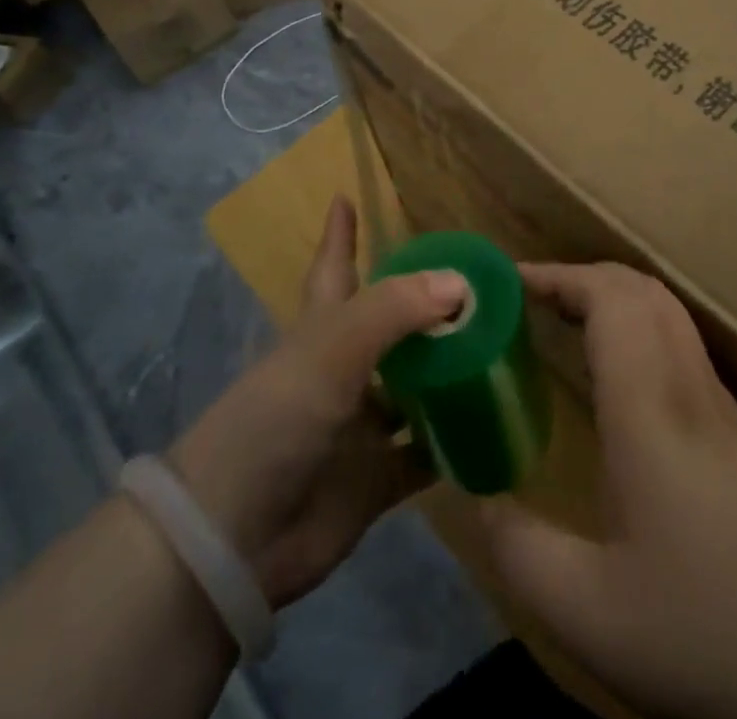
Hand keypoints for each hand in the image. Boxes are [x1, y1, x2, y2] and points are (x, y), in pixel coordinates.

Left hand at [168, 196, 465, 608]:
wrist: (234, 539)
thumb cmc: (276, 421)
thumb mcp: (331, 349)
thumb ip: (395, 310)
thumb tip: (459, 282)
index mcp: (322, 330)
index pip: (335, 267)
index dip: (340, 234)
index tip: (344, 197)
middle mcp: (343, 370)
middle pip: (389, 327)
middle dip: (425, 307)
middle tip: (478, 285)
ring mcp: (359, 426)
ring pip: (413, 388)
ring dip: (449, 372)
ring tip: (501, 348)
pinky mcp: (374, 480)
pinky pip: (424, 454)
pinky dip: (453, 443)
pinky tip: (494, 425)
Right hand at [481, 262, 736, 718]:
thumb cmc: (718, 626)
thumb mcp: (594, 614)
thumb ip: (521, 553)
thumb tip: (473, 499)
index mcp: (649, 403)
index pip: (608, 296)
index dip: (555, 275)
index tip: (505, 283)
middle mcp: (688, 385)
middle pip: (640, 288)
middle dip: (580, 277)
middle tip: (528, 300)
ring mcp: (722, 407)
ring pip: (666, 313)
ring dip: (611, 300)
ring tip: (563, 327)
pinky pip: (680, 348)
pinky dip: (637, 333)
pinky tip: (618, 388)